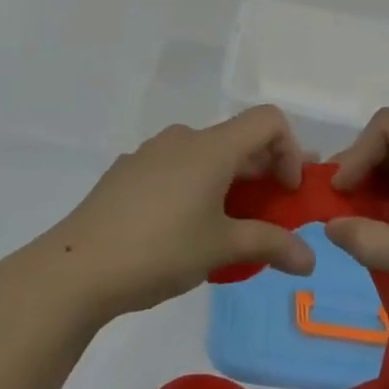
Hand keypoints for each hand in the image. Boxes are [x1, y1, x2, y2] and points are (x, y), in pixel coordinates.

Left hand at [28, 107, 316, 322]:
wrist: (78, 267)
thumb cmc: (160, 250)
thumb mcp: (221, 249)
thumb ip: (271, 245)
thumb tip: (310, 259)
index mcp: (211, 147)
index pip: (267, 121)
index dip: (290, 150)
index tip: (285, 193)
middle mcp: (183, 138)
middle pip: (237, 140)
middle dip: (263, 174)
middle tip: (271, 217)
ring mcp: (151, 152)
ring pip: (205, 155)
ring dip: (229, 182)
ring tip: (228, 227)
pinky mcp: (128, 171)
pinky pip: (175, 168)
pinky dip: (196, 186)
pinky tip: (182, 229)